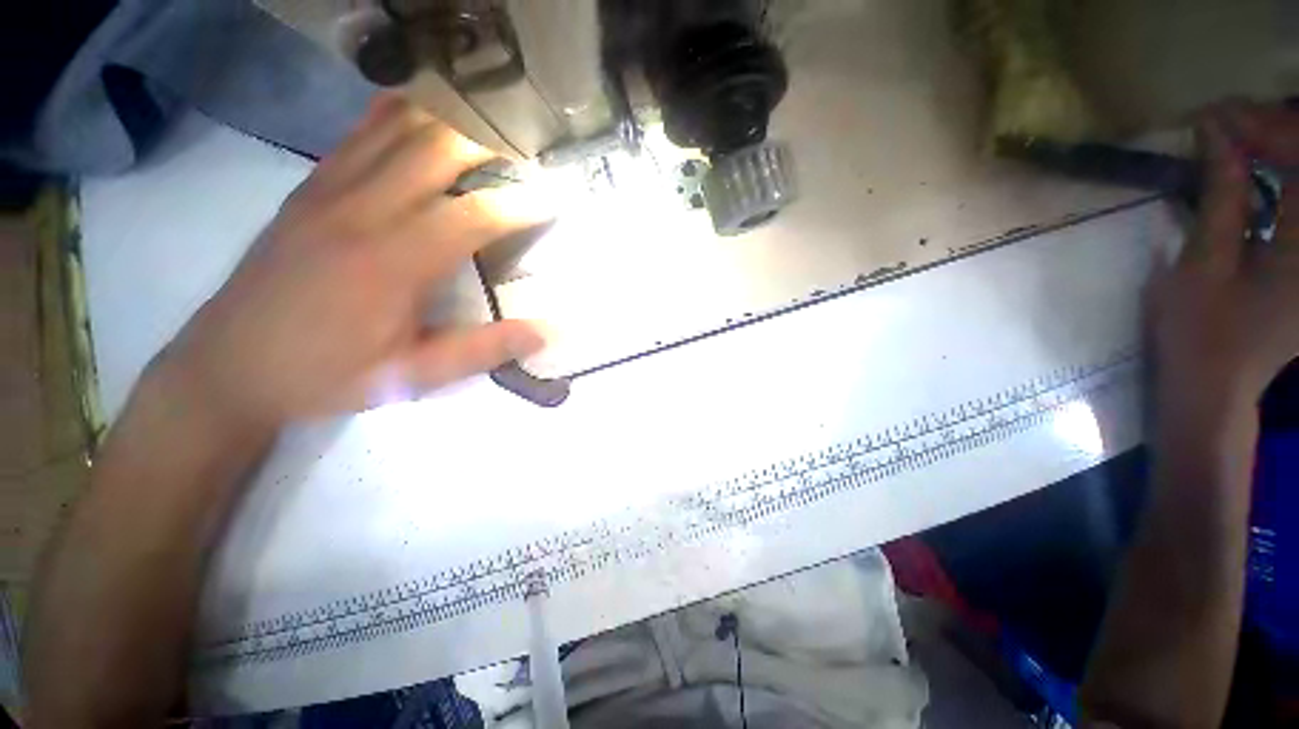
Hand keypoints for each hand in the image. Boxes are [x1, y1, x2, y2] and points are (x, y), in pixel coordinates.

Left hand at [154, 95, 549, 428]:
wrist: (228, 367)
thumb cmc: (327, 375)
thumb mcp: (412, 377)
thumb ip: (483, 350)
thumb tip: (546, 332)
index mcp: (392, 263)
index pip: (474, 216)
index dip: (522, 204)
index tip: (557, 197)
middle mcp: (362, 211)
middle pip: (436, 149)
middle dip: (491, 143)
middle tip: (530, 151)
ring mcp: (329, 191)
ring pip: (398, 129)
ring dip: (450, 120)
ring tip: (490, 126)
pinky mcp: (310, 188)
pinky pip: (359, 133)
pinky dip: (399, 115)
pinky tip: (424, 114)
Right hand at [1148, 104, 1298, 418]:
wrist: (1214, 389)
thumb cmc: (1200, 335)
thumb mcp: (1203, 264)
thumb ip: (1222, 195)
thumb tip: (1217, 131)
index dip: (1267, 129)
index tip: (1216, 118)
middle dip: (1277, 131)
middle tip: (1226, 123)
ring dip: (1282, 148)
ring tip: (1239, 138)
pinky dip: (1283, 173)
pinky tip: (1257, 167)